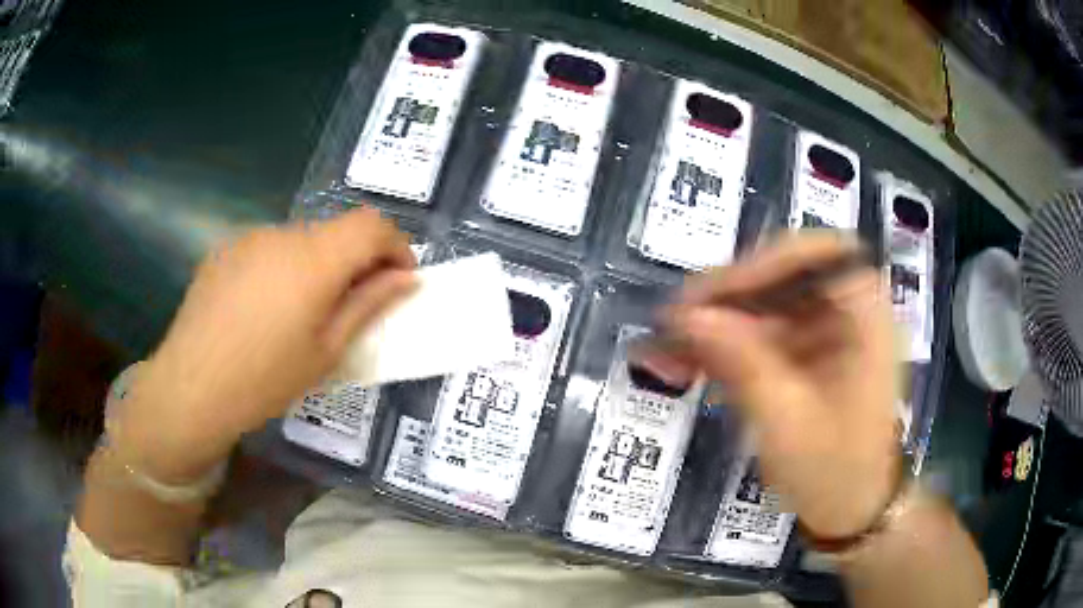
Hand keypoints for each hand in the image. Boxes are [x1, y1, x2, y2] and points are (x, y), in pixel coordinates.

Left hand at [112, 207, 416, 482]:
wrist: (191, 387)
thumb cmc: (265, 379)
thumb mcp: (327, 351)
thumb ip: (369, 305)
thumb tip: (407, 278)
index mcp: (314, 258)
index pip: (372, 225)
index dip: (396, 246)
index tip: (398, 279)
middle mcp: (283, 234)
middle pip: (335, 232)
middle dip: (355, 261)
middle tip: (350, 307)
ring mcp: (249, 238)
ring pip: (301, 240)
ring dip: (316, 266)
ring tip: (299, 314)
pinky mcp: (225, 249)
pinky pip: (268, 249)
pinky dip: (282, 268)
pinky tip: (263, 310)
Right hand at [665, 234, 900, 538]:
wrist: (853, 510)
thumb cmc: (835, 471)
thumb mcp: (787, 422)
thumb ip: (741, 362)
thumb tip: (686, 316)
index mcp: (866, 317)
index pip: (818, 254)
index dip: (764, 264)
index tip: (712, 296)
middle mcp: (849, 311)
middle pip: (786, 274)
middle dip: (729, 296)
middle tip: (677, 321)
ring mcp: (828, 330)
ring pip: (767, 302)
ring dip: (718, 321)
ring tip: (670, 347)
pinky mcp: (809, 352)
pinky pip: (763, 332)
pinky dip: (727, 344)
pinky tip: (691, 362)